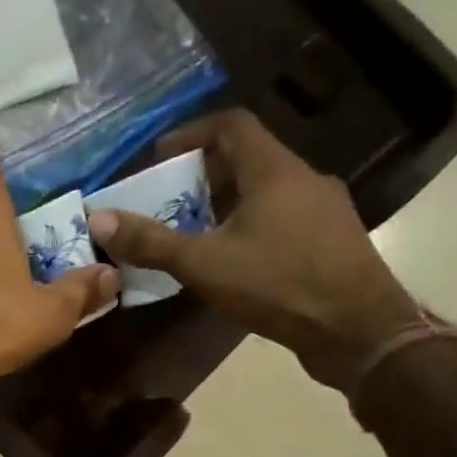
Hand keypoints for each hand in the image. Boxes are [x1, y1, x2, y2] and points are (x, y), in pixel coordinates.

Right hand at [84, 110, 423, 389]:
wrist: (358, 330)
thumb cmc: (279, 285)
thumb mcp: (203, 263)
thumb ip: (151, 241)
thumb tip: (99, 219)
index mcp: (275, 171)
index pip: (231, 125)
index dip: (191, 134)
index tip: (159, 157)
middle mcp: (304, 179)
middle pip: (248, 158)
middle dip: (202, 174)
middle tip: (167, 199)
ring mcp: (324, 210)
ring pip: (265, 190)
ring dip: (225, 203)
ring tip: (191, 231)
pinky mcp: (331, 240)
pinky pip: (282, 217)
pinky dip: (249, 225)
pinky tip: (230, 259)